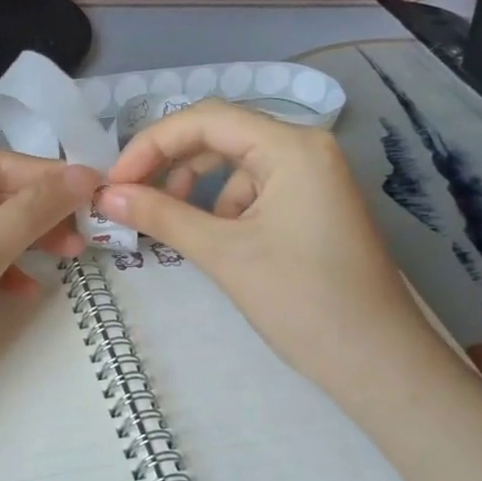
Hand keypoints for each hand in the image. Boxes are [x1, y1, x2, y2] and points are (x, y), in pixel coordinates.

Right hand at [96, 101, 439, 393]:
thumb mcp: (223, 254)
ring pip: (235, 163)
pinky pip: (253, 189)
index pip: (205, 119)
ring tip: (168, 223)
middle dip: (170, 163)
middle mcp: (305, 148)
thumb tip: (104, 196)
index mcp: (291, 146)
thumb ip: (161, 216)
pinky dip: (220, 206)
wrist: (377, 362)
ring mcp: (312, 177)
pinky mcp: (311, 206)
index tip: (113, 182)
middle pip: (220, 135)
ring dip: (194, 186)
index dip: (151, 144)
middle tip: (129, 199)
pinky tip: (210, 238)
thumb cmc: (302, 301)